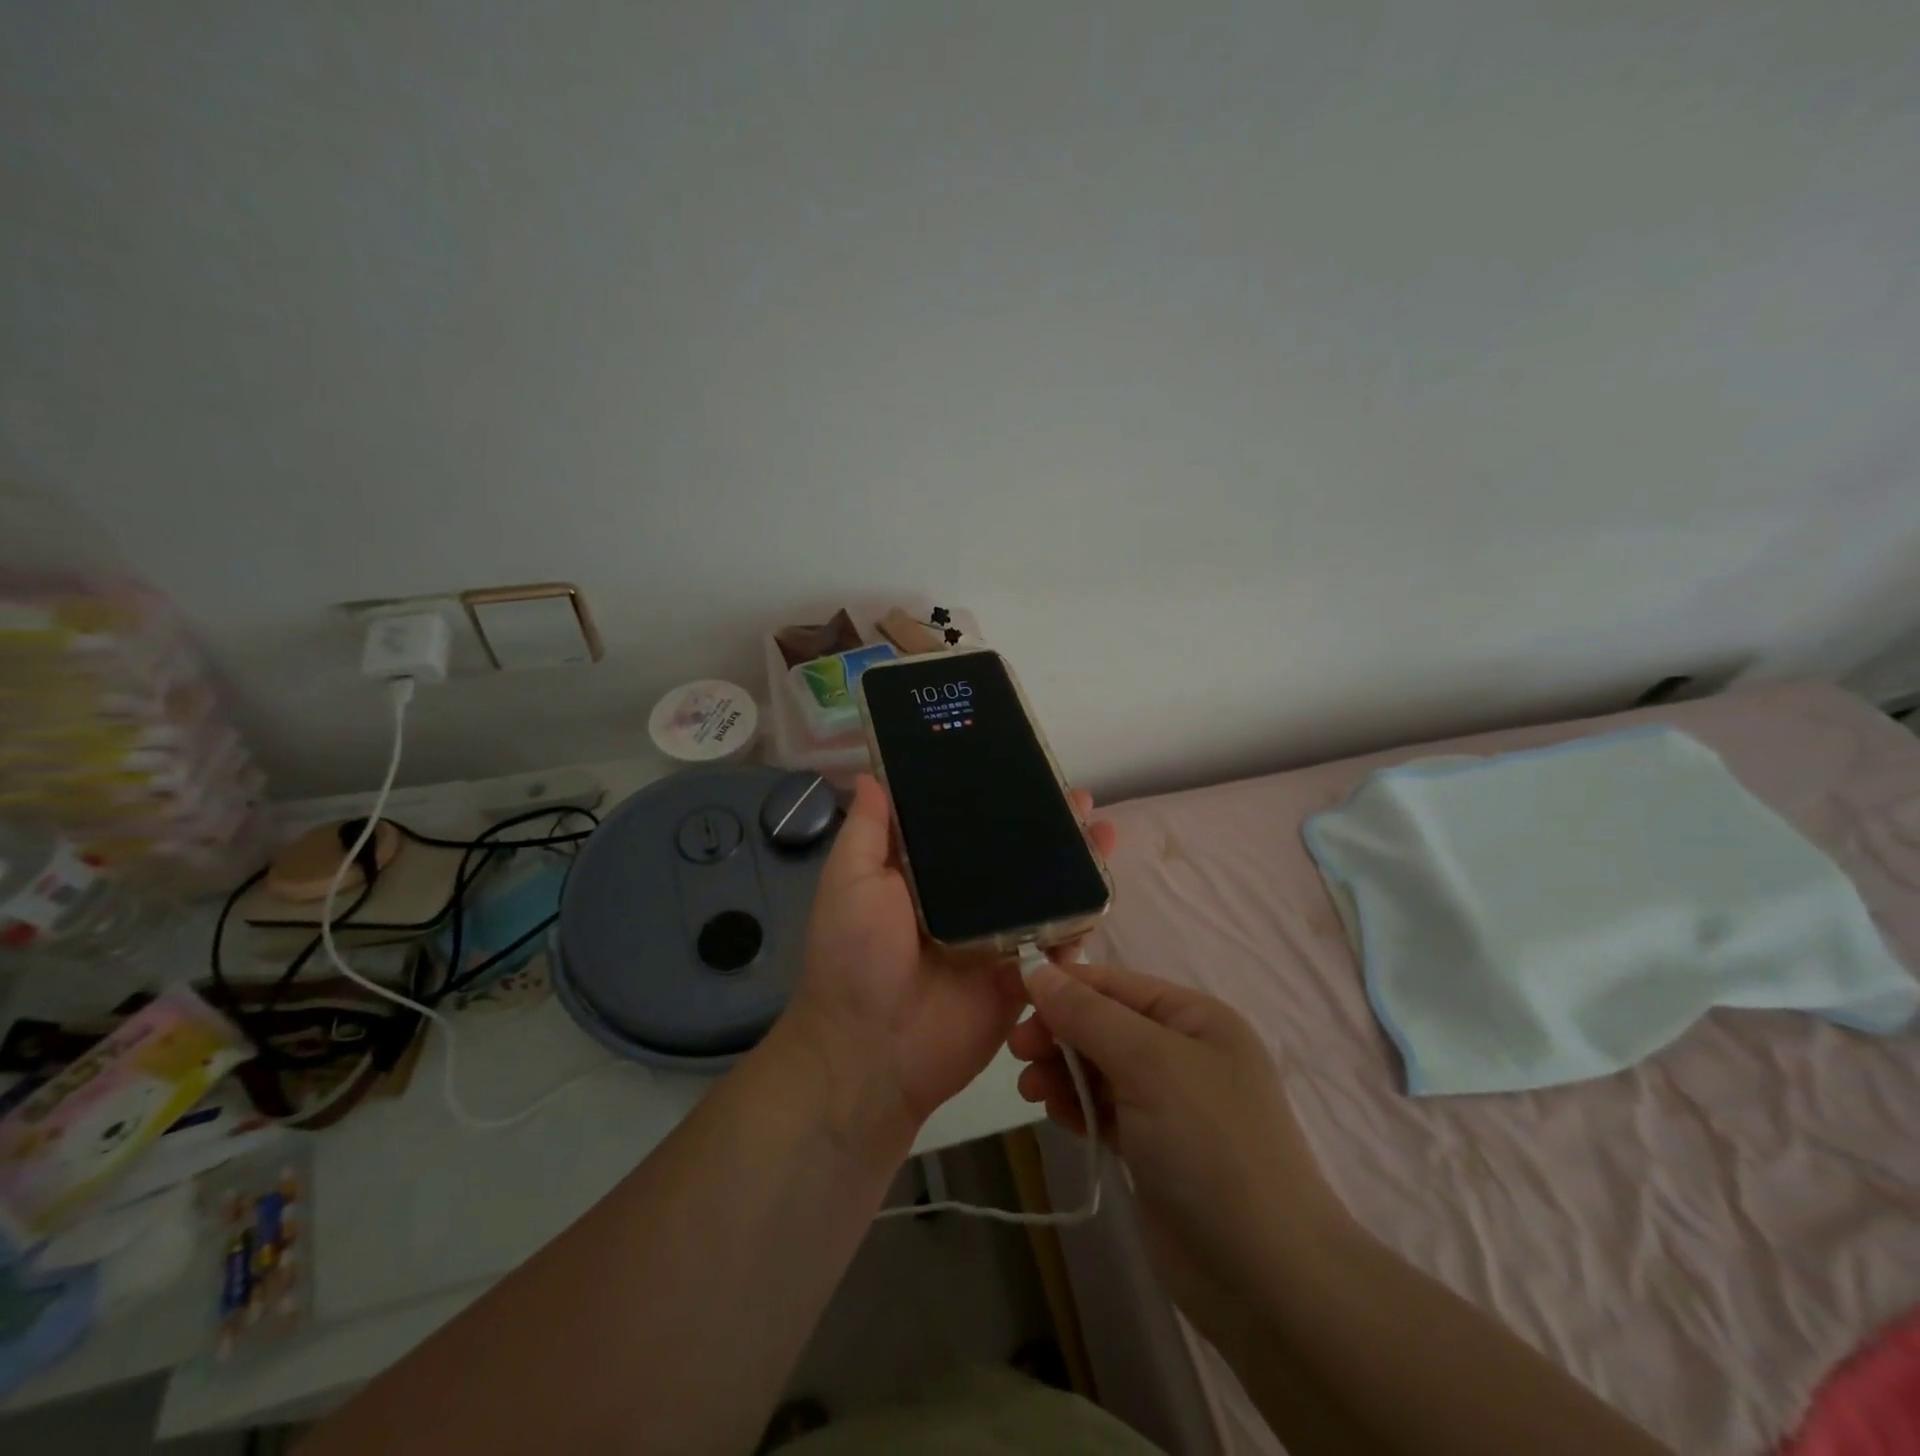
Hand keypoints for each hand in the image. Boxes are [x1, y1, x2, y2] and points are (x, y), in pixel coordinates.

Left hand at [783, 774, 1117, 1135]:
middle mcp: (965, 901)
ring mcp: (997, 938)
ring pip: (1042, 893)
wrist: (873, 1051)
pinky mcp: (1021, 975)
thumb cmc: (854, 956)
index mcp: (925, 876)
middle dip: (1047, 827)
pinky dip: (1082, 918)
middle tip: (1078, 799)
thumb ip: (868, 831)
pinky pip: (1057, 943)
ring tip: (1103, 832)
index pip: (966, 827)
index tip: (1023, 769)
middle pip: (1014, 856)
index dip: (995, 799)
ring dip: (1074, 864)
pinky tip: (1105, 887)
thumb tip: (870, 774)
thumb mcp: (850, 881)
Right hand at [1010, 961, 1342, 1346]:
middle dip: (1060, 1033)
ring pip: (1099, 1068)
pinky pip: (1104, 1108)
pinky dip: (1078, 1106)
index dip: (1064, 986)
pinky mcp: (1154, 1148)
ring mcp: (1169, 1103)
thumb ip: (1089, 1015)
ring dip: (1062, 1071)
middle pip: (1104, 1025)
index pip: (1116, 985)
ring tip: (1031, 1090)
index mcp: (1195, 1018)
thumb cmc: (1211, 1146)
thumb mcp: (1149, 1063)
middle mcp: (1183, 1052)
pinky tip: (1057, 1114)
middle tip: (1018, 1052)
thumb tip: (1036, 970)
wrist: (1265, 1278)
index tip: (1013, 999)